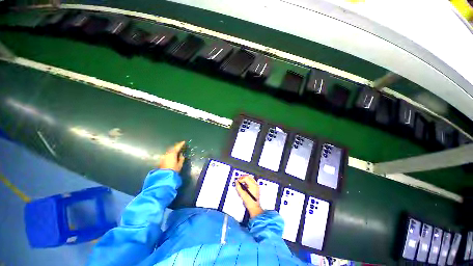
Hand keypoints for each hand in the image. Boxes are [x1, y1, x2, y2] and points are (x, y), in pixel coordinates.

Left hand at [158, 141, 185, 171]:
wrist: (164, 176)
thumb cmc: (174, 169)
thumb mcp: (180, 164)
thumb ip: (181, 159)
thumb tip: (181, 155)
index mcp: (172, 153)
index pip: (177, 147)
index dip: (181, 144)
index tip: (184, 142)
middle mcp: (167, 154)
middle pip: (172, 149)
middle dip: (176, 147)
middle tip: (180, 147)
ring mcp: (163, 157)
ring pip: (169, 152)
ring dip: (173, 151)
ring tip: (176, 152)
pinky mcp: (161, 160)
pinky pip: (167, 155)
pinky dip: (170, 154)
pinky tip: (172, 156)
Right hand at [236, 175, 262, 217]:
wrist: (254, 208)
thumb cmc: (249, 202)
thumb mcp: (242, 194)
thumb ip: (238, 187)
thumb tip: (236, 182)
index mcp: (253, 185)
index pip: (246, 178)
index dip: (240, 179)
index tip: (237, 181)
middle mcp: (255, 185)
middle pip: (249, 177)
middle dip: (243, 177)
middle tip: (239, 179)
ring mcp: (256, 186)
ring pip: (250, 178)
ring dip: (245, 179)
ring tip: (241, 182)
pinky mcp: (256, 188)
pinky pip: (252, 181)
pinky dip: (248, 181)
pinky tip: (244, 185)